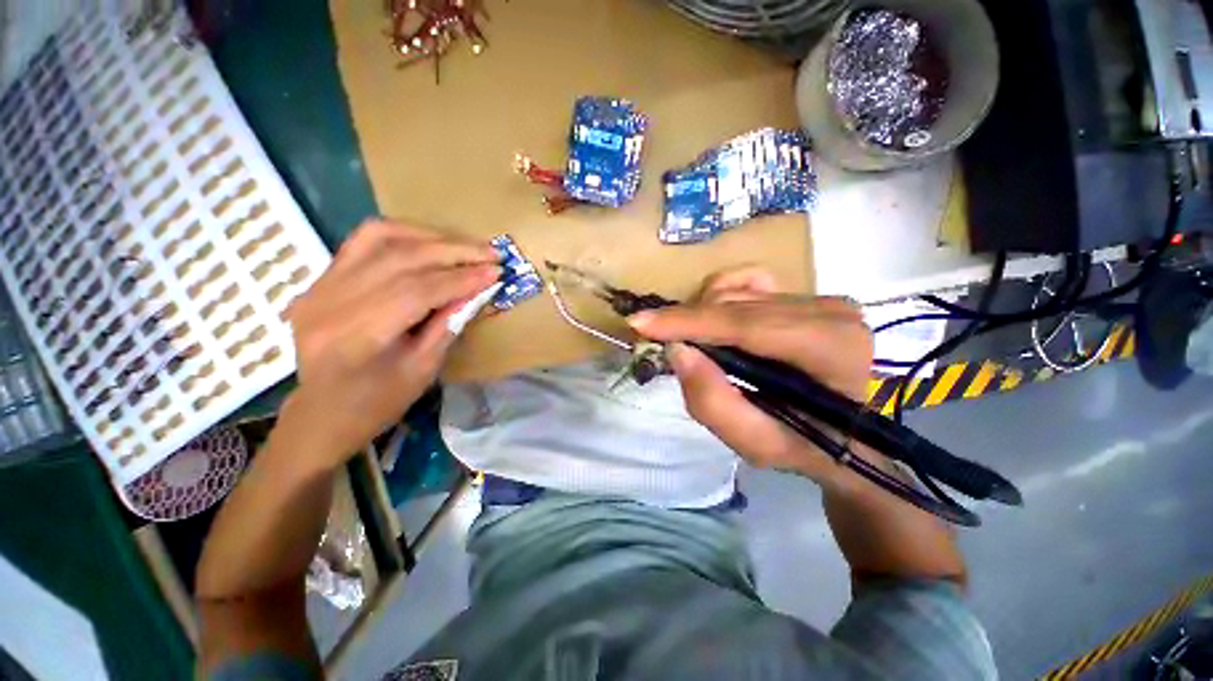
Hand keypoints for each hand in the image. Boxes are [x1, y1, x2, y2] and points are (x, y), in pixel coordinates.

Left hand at [279, 220, 499, 467]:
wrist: (322, 412)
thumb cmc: (377, 402)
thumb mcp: (423, 369)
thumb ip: (449, 324)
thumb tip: (479, 289)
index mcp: (355, 337)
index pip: (416, 291)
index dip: (461, 279)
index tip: (495, 272)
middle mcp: (329, 302)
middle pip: (400, 259)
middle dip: (454, 252)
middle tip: (491, 253)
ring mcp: (319, 285)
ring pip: (380, 238)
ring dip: (431, 236)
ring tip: (466, 245)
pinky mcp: (321, 277)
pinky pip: (364, 240)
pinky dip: (404, 234)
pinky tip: (431, 241)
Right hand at [628, 267, 871, 479]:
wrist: (852, 434)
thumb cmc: (809, 446)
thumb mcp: (759, 445)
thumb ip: (715, 404)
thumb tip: (677, 352)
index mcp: (831, 349)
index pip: (745, 324)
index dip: (689, 322)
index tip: (640, 324)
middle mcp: (830, 311)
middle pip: (736, 305)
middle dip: (686, 321)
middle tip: (653, 339)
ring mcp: (819, 297)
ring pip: (737, 293)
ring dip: (701, 315)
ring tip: (691, 344)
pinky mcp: (805, 294)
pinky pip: (748, 281)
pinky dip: (720, 295)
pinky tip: (711, 318)